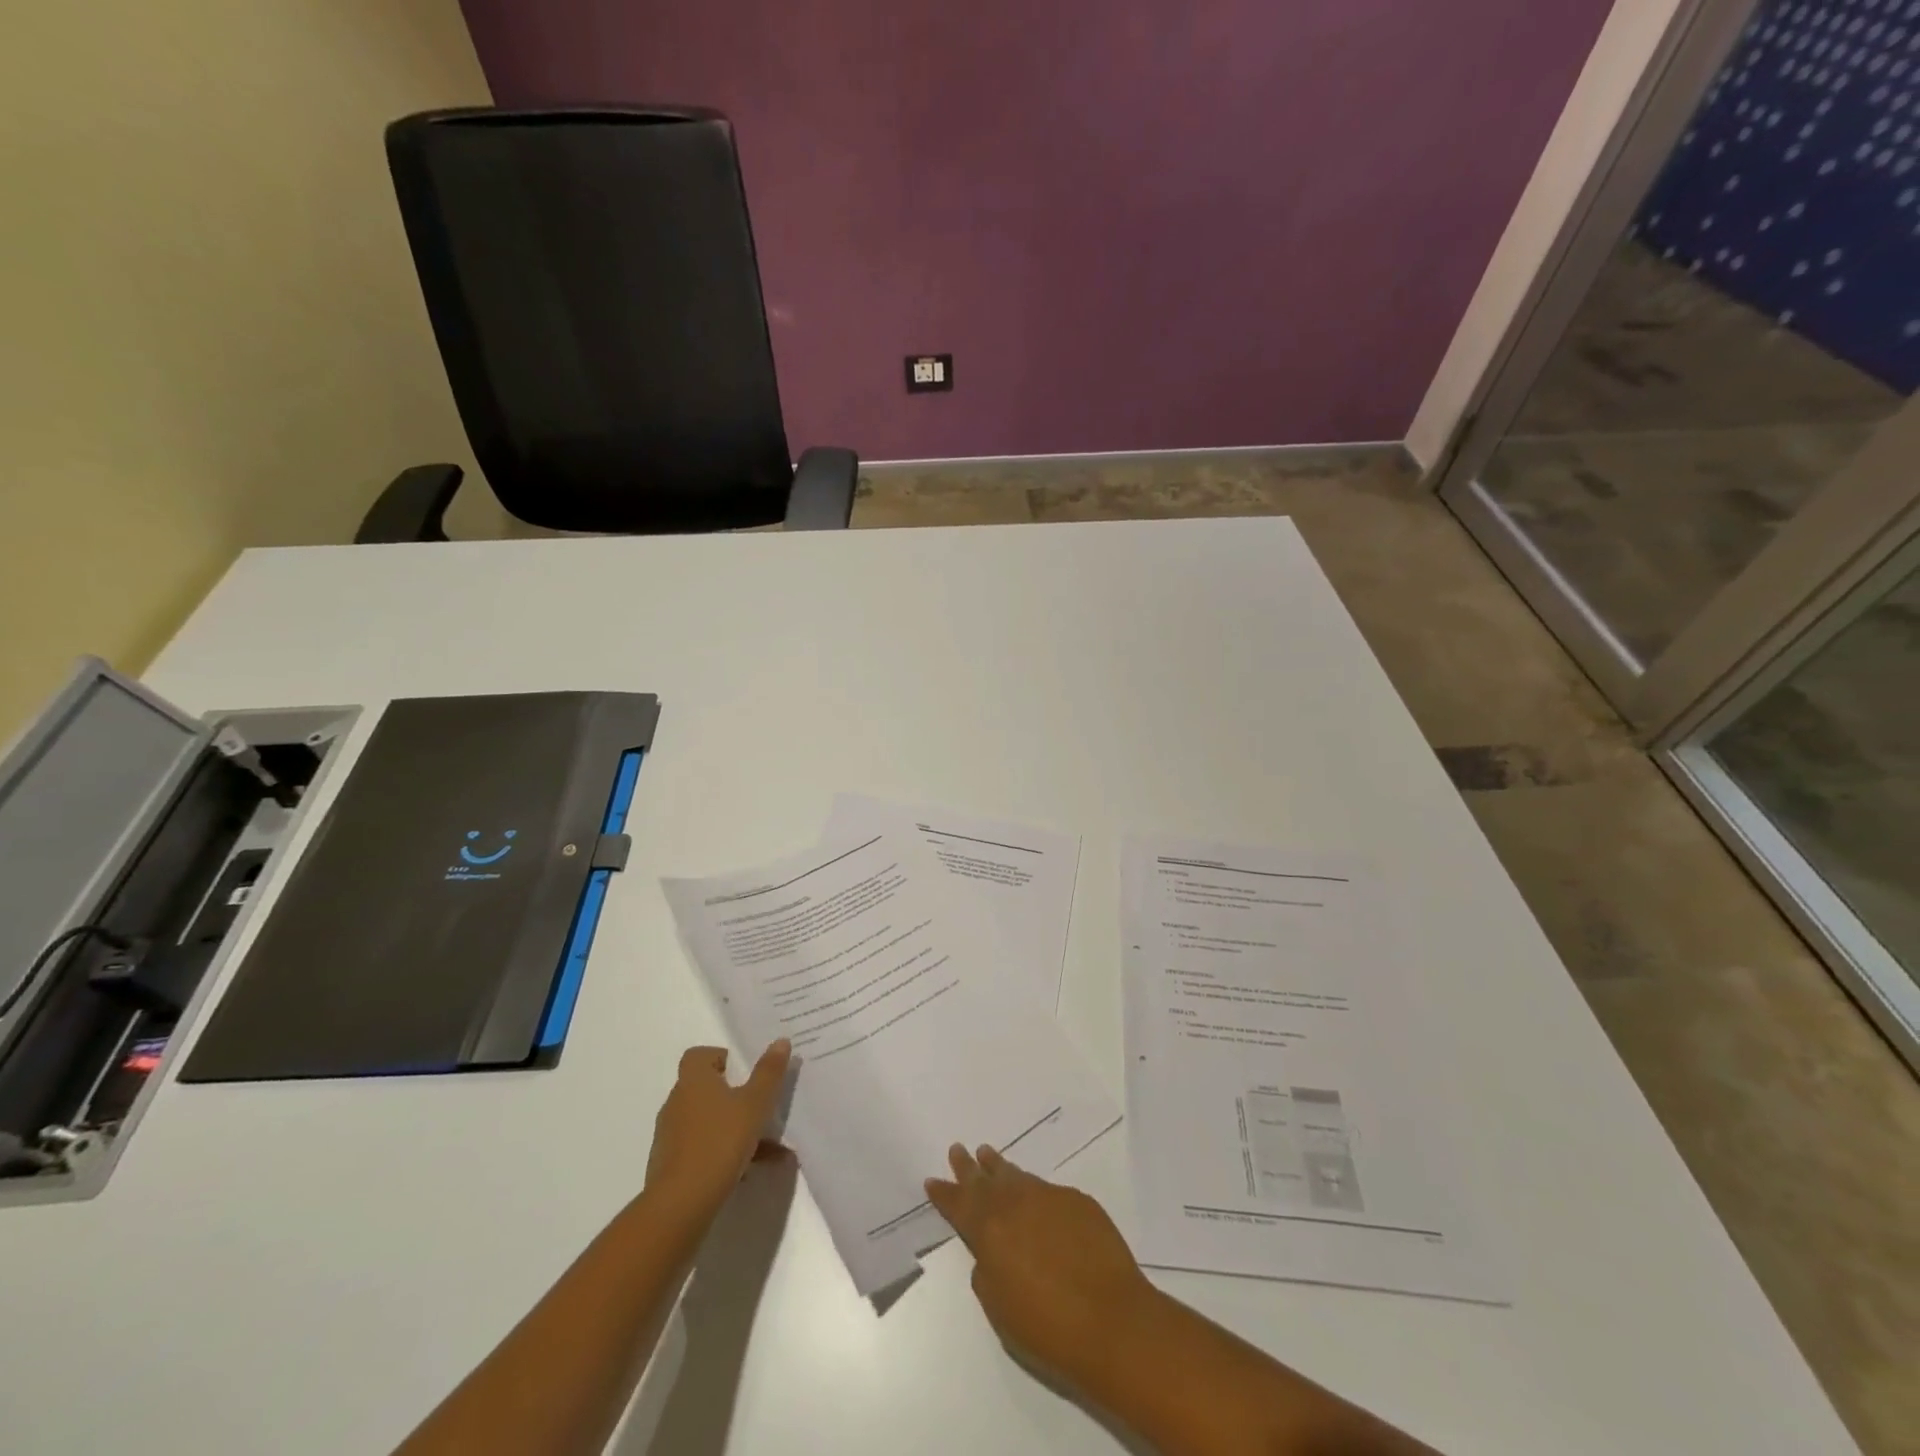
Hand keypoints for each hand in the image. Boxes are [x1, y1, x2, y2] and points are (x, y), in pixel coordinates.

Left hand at [643, 1041, 791, 1229]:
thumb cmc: (719, 1142)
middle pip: (705, 1089)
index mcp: (693, 1081)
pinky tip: (750, 1172)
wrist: (680, 1206)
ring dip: (735, 1129)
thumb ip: (769, 1073)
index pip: (698, 1056)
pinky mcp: (670, 1166)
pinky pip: (702, 1149)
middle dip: (735, 1097)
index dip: (720, 1057)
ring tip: (769, 1148)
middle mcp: (677, 1103)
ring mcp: (671, 1136)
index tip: (743, 1071)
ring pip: (708, 1122)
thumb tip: (780, 1041)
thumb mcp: (754, 1104)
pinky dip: (725, 1155)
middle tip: (761, 1107)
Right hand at [925, 1143, 1160, 1387]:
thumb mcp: (1000, 1310)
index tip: (932, 1179)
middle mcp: (1016, 1204)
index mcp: (990, 1232)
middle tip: (957, 1149)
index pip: (960, 1206)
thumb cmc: (1049, 1328)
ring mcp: (1049, 1197)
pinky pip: (1046, 1189)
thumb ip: (986, 1274)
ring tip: (987, 1154)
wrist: (1112, 1320)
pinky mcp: (1078, 1200)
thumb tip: (989, 1254)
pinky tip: (1033, 1194)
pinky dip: (1032, 1188)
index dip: (945, 1193)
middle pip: (985, 1181)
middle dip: (969, 1168)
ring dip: (999, 1167)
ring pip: (1017, 1176)